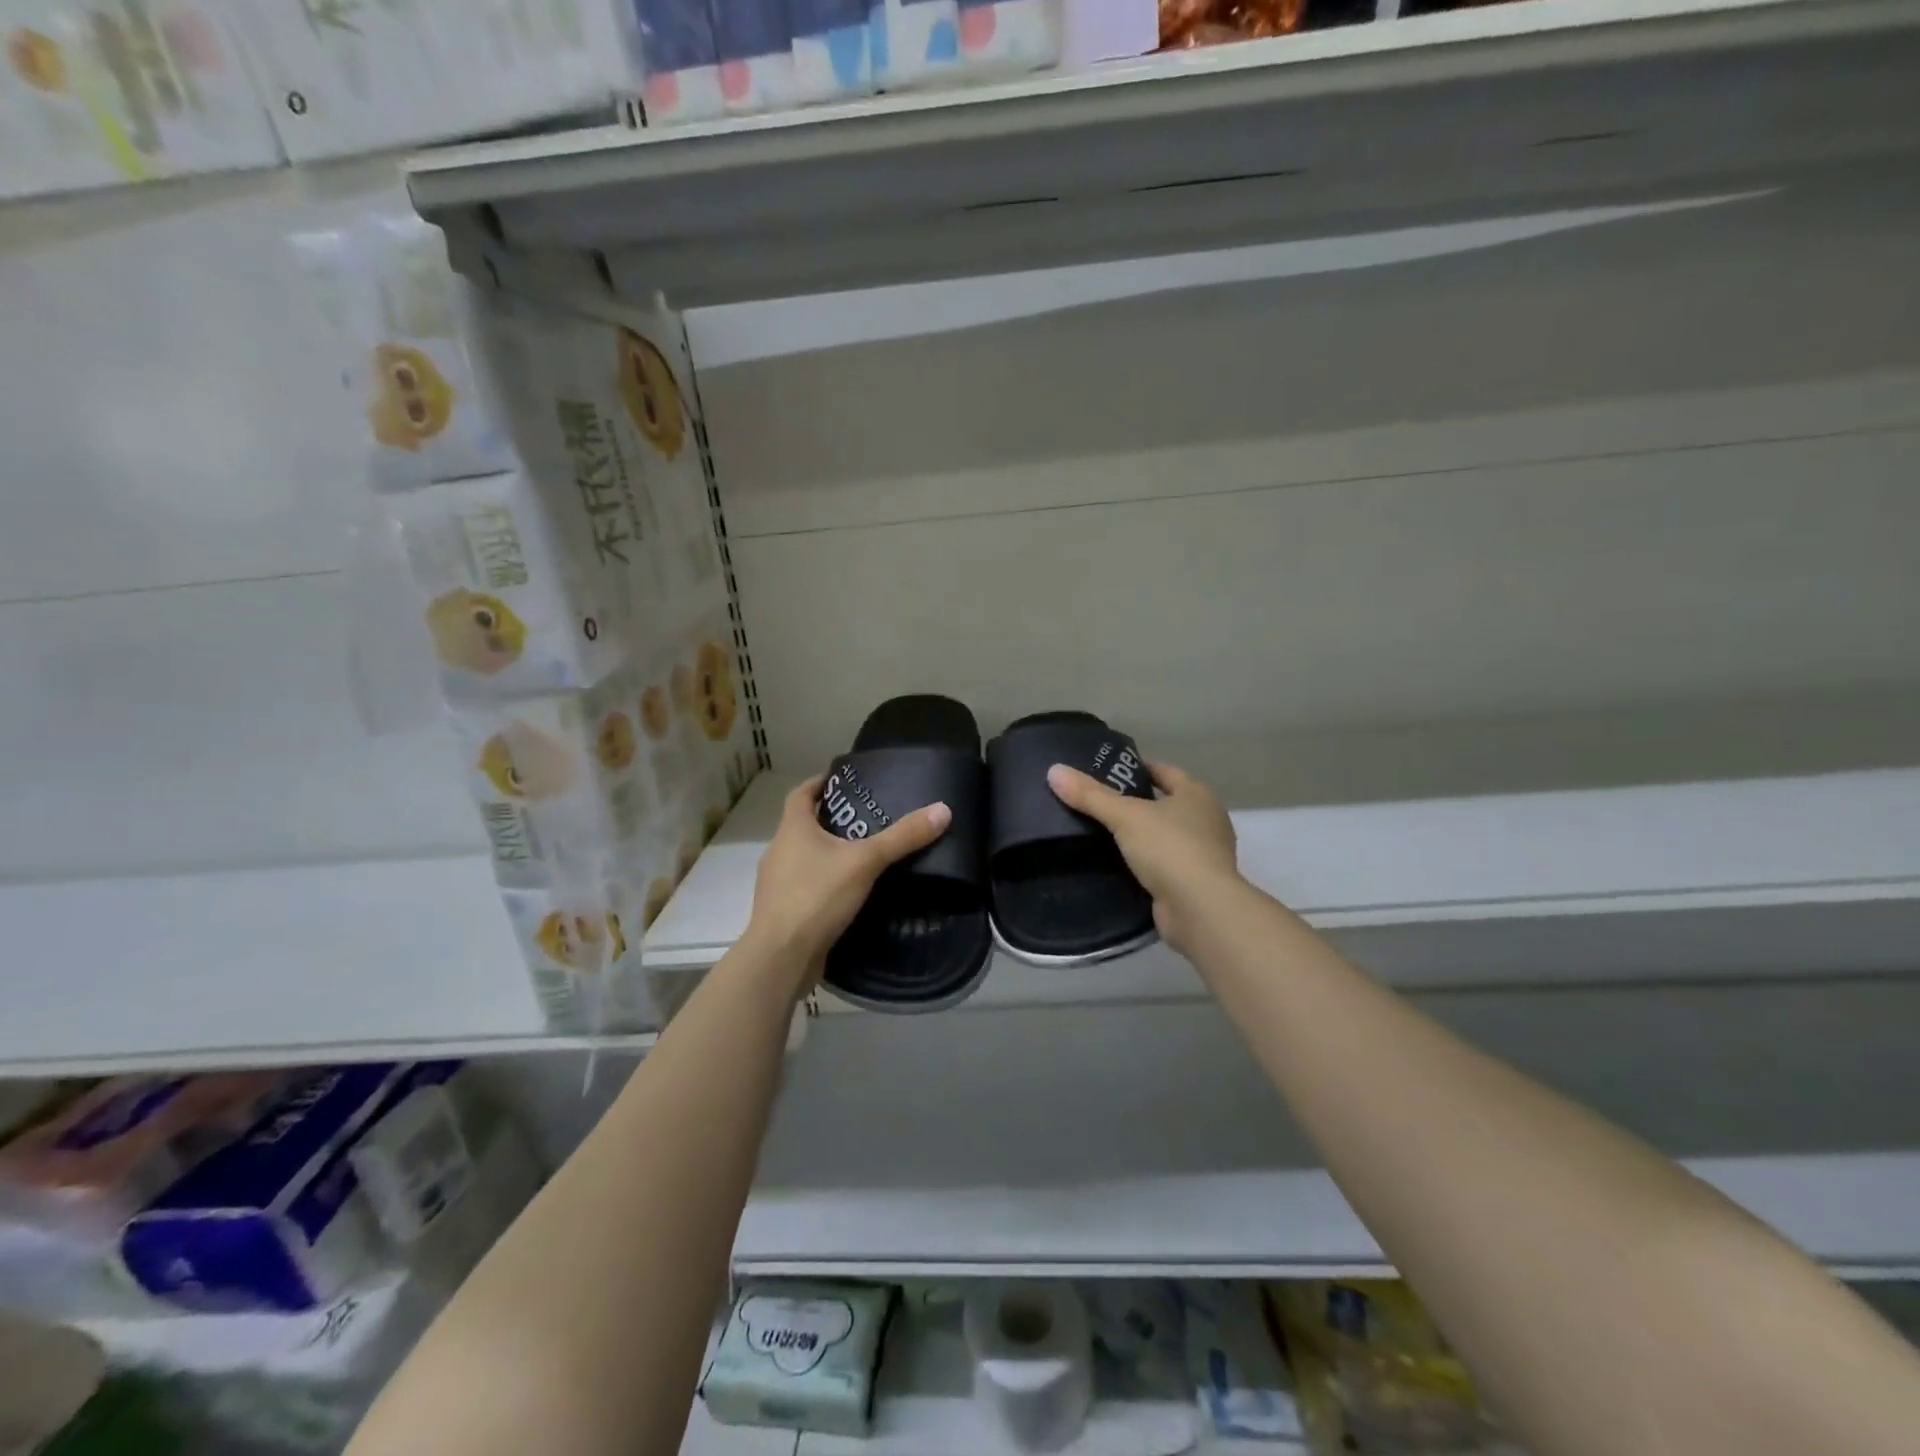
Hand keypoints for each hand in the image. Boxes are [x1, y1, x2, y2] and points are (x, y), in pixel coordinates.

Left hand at [742, 776, 954, 991]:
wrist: (781, 957)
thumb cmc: (817, 896)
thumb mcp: (865, 862)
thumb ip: (902, 837)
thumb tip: (942, 810)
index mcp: (792, 829)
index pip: (801, 794)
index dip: (820, 784)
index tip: (843, 781)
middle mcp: (779, 851)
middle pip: (804, 826)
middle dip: (832, 820)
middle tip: (868, 819)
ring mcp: (778, 884)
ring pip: (805, 859)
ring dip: (829, 855)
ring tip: (866, 857)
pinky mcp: (784, 912)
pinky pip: (807, 888)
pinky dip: (826, 884)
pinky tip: (851, 894)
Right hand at [1047, 759, 1240, 955]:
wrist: (1200, 909)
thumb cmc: (1169, 849)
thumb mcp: (1125, 816)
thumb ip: (1090, 795)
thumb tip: (1054, 770)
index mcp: (1196, 796)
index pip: (1166, 772)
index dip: (1140, 768)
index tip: (1111, 769)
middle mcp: (1206, 821)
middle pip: (1166, 804)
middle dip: (1138, 802)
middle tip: (1098, 802)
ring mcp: (1203, 855)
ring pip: (1165, 836)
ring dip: (1141, 836)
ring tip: (1102, 833)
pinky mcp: (1194, 884)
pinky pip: (1163, 865)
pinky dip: (1145, 863)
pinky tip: (1118, 865)